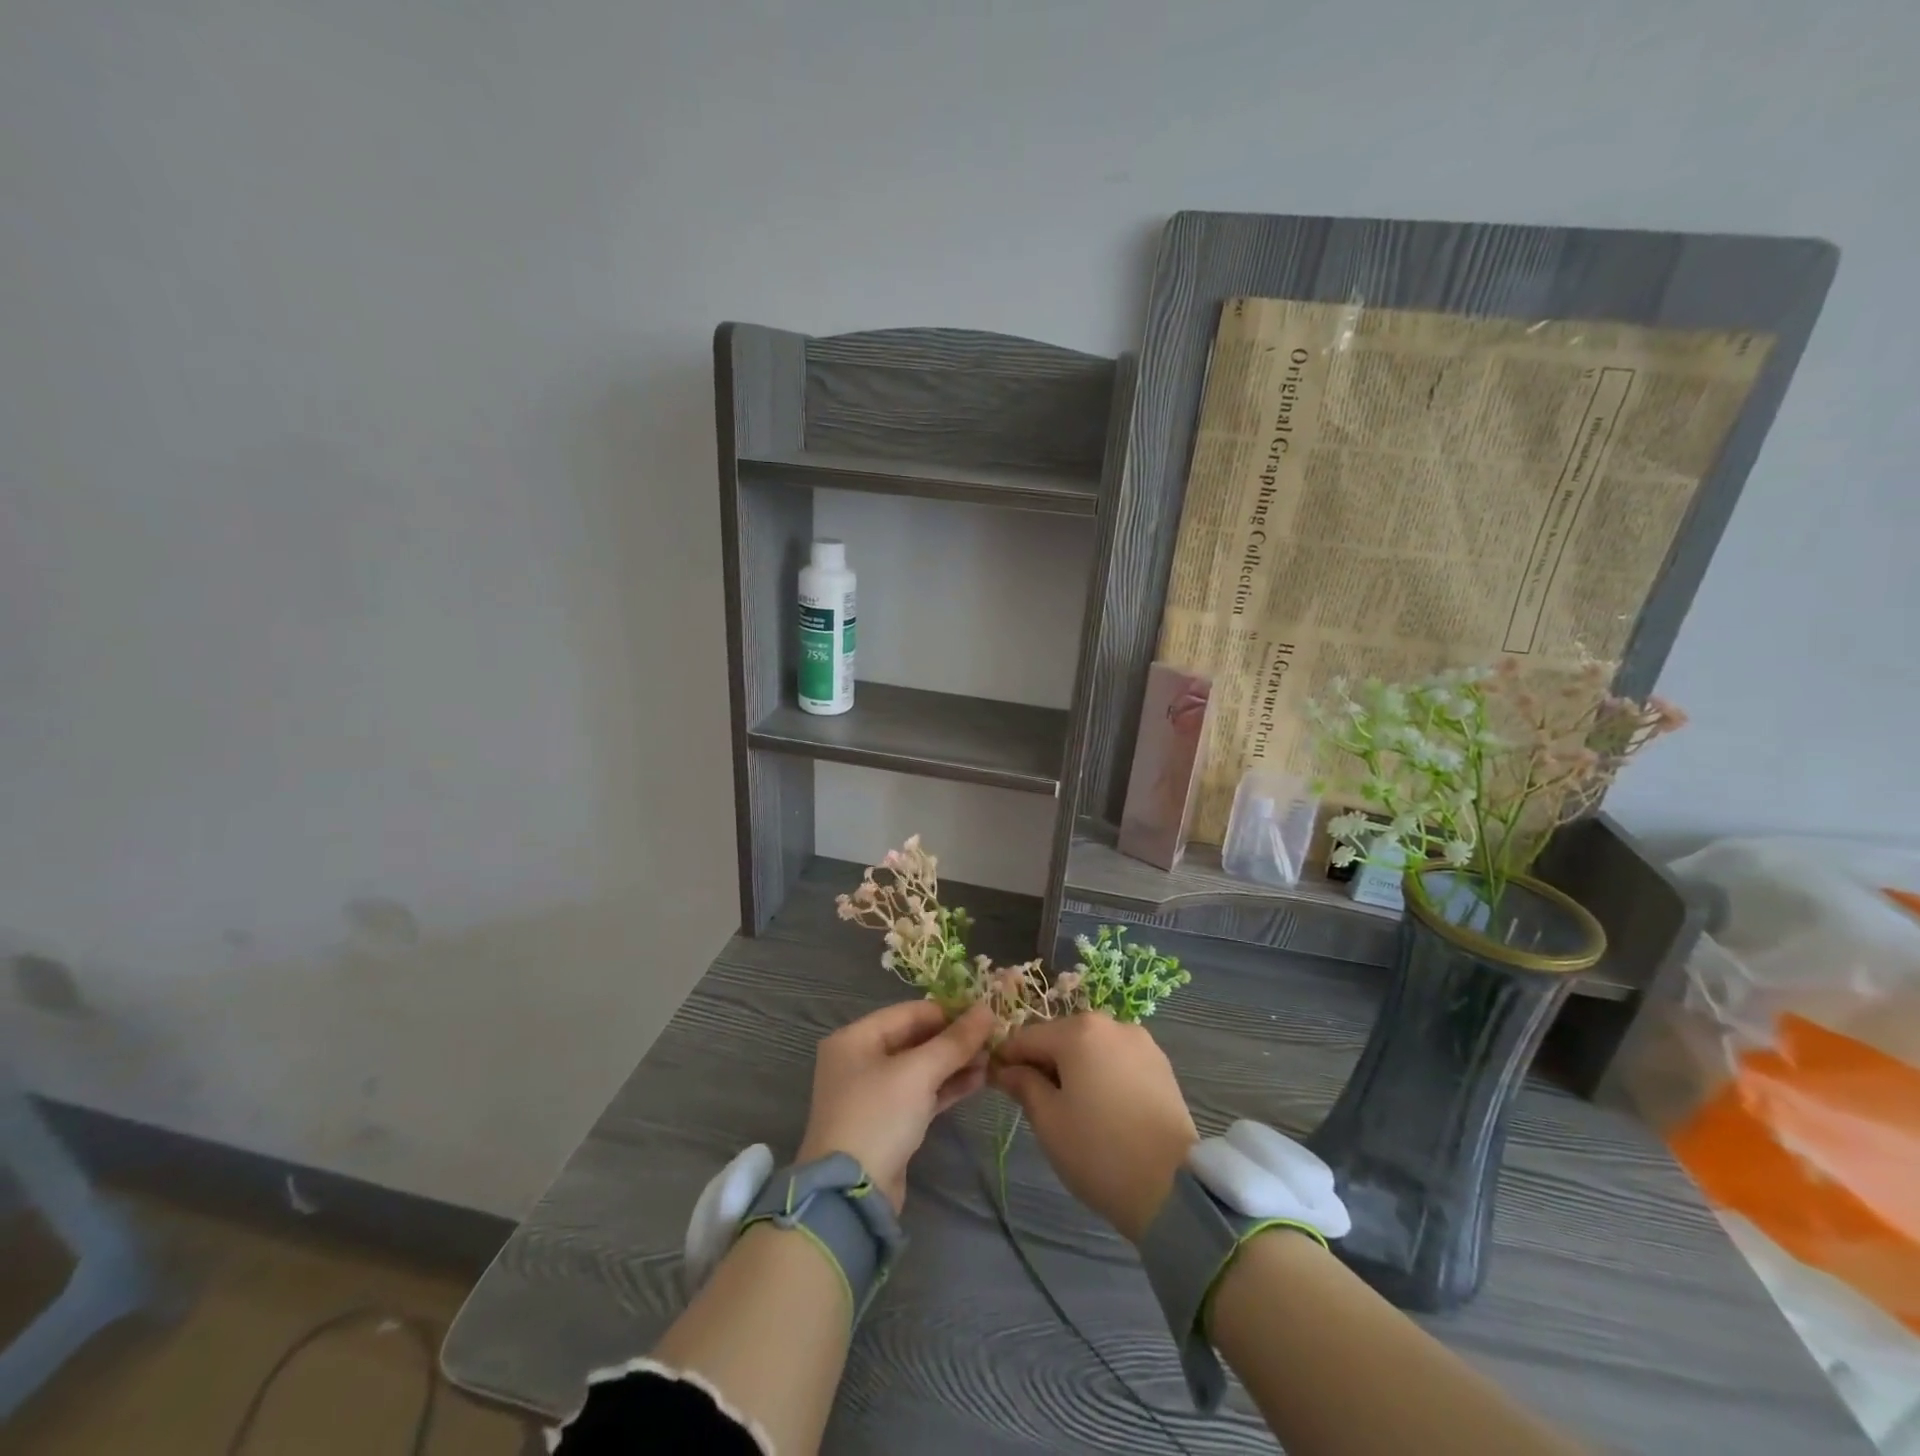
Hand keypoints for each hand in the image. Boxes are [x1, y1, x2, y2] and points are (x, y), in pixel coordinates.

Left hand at [797, 1000, 993, 1209]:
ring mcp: (874, 1092)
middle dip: (954, 1040)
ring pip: (921, 1067)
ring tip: (992, 1060)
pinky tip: (979, 1081)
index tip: (985, 1015)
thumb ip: (954, 1041)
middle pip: (915, 1038)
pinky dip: (947, 1086)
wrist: (850, 1195)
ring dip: (955, 1063)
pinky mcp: (889, 1120)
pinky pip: (921, 1092)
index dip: (949, 1012)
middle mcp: (861, 1059)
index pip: (910, 1012)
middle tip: (993, 1040)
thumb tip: (987, 1010)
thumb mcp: (918, 1073)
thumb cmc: (878, 1117)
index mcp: (856, 1037)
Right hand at [990, 1013, 1197, 1243]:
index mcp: (1078, 1030)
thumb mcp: (1048, 1120)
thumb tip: (1006, 1069)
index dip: (1007, 1059)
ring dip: (1074, 1068)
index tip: (994, 1083)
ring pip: (1091, 1048)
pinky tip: (1103, 1107)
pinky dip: (1103, 1074)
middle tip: (1034, 1102)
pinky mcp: (1161, 1064)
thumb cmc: (1099, 1150)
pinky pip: (1117, 1059)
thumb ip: (1023, 1085)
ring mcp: (1140, 1041)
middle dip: (1043, 1062)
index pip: (1027, 1037)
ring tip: (1072, 1108)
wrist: (1173, 1188)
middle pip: (1062, 1037)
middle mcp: (1111, 1023)